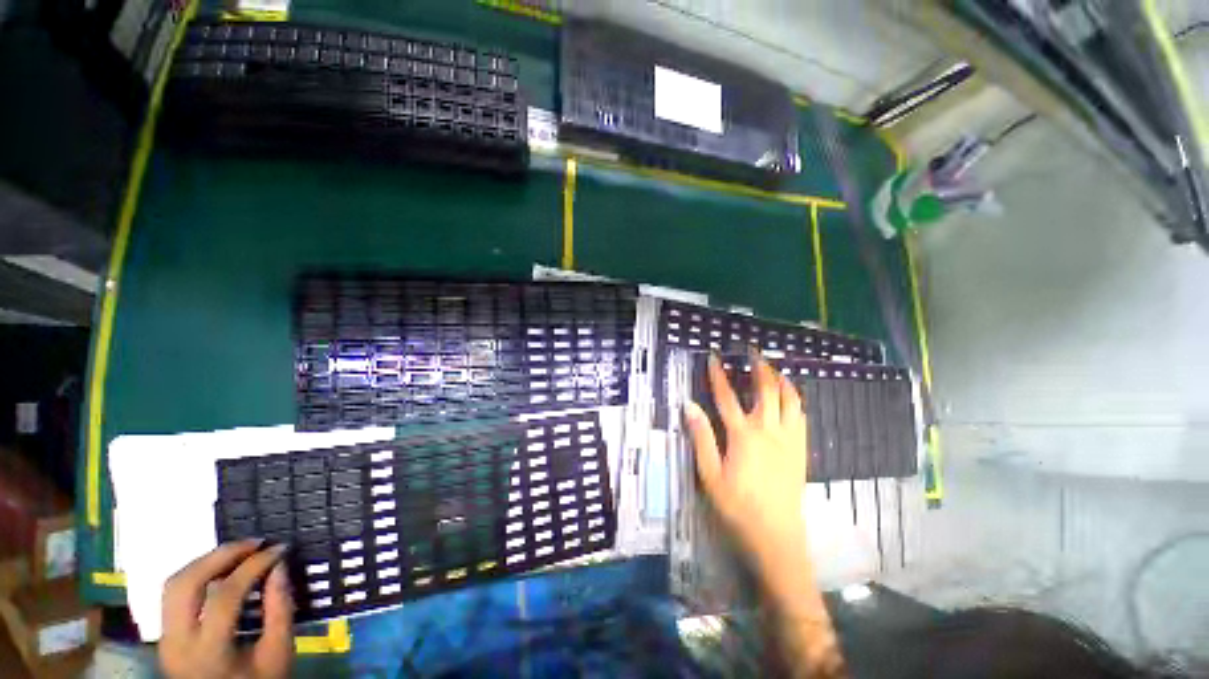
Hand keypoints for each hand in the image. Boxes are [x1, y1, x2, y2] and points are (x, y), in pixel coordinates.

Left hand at [160, 541, 294, 678]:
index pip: (225, 595)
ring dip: (206, 561)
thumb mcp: (278, 653)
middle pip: (187, 584)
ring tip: (238, 552)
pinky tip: (220, 570)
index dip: (254, 566)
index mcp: (208, 651)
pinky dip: (197, 574)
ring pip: (174, 585)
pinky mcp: (164, 635)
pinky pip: (173, 595)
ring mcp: (165, 638)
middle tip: (255, 543)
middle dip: (221, 555)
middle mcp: (177, 642)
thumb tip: (279, 567)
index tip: (280, 549)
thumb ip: (280, 610)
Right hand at [684, 353, 808, 569]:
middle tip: (754, 351)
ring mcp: (788, 440)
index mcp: (743, 435)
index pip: (726, 396)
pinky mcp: (800, 451)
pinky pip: (801, 417)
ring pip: (790, 400)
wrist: (775, 537)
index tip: (714, 357)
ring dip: (782, 380)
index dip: (719, 375)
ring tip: (774, 368)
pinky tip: (790, 399)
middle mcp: (768, 431)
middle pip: (766, 390)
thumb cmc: (736, 507)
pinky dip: (795, 401)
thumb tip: (689, 406)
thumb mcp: (709, 475)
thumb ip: (701, 437)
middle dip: (760, 367)